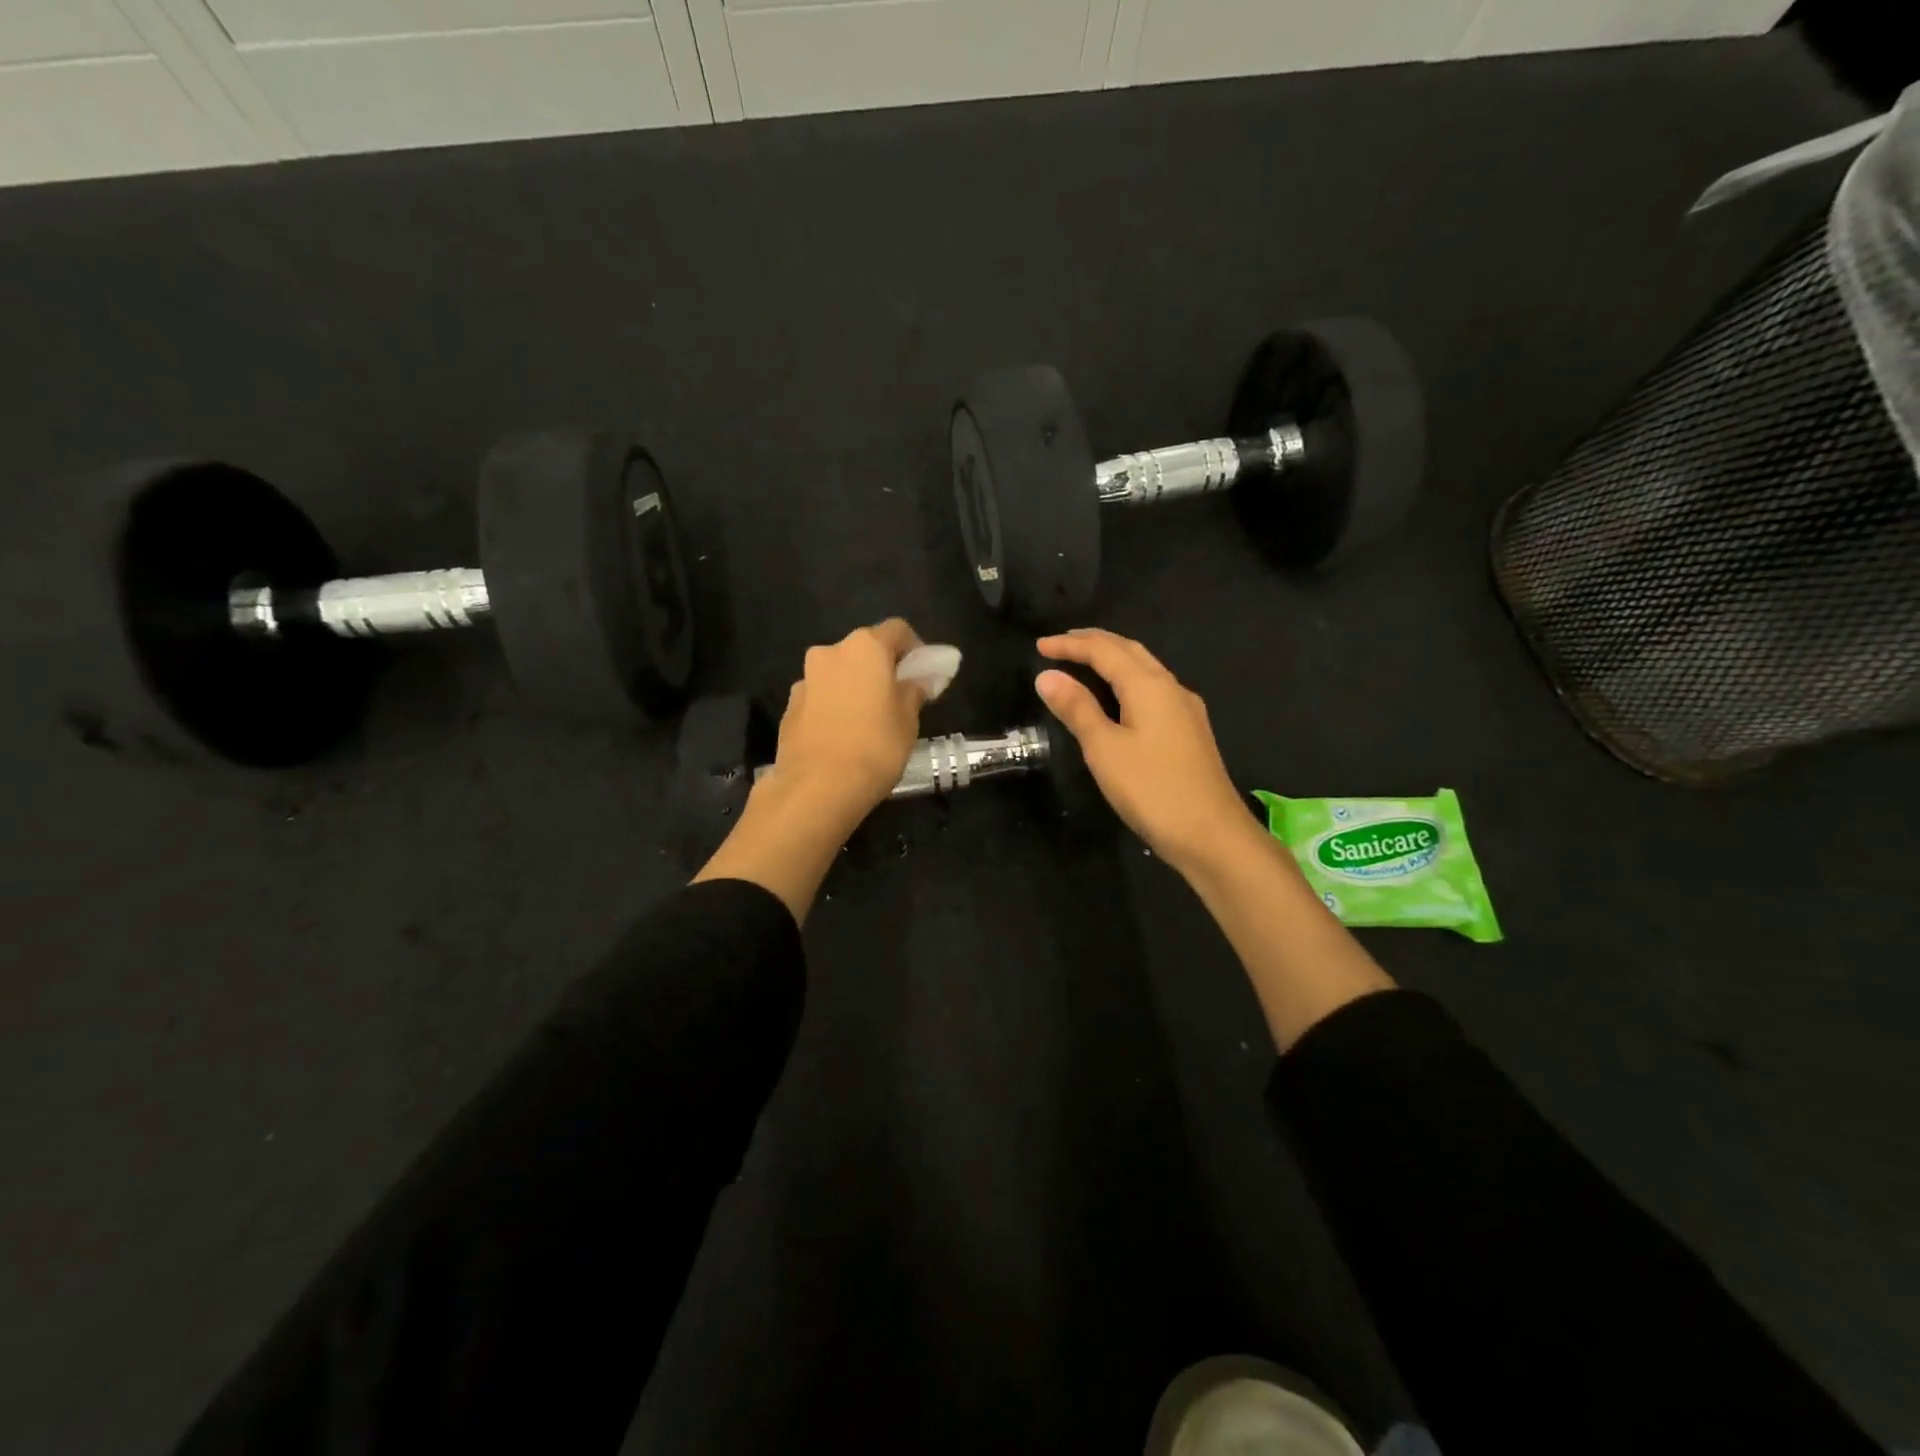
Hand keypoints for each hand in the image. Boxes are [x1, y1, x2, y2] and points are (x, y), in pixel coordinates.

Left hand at [767, 617, 927, 823]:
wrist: (817, 788)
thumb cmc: (875, 747)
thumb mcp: (908, 721)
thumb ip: (913, 692)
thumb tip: (917, 680)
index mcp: (865, 647)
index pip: (897, 630)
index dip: (914, 647)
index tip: (923, 672)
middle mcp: (830, 652)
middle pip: (863, 650)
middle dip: (881, 668)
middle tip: (897, 697)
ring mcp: (805, 679)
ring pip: (838, 673)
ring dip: (854, 686)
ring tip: (867, 721)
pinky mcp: (789, 707)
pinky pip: (820, 697)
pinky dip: (833, 706)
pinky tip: (842, 736)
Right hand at [1035, 629, 1255, 872]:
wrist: (1211, 834)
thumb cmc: (1152, 789)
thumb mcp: (1104, 748)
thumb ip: (1077, 708)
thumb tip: (1047, 676)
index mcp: (1148, 685)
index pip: (1104, 651)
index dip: (1070, 645)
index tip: (1039, 646)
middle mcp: (1171, 687)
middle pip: (1129, 651)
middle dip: (1094, 643)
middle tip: (1061, 644)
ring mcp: (1185, 709)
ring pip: (1145, 669)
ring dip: (1113, 659)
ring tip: (1085, 663)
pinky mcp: (1190, 731)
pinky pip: (1153, 690)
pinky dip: (1128, 681)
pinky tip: (1120, 698)